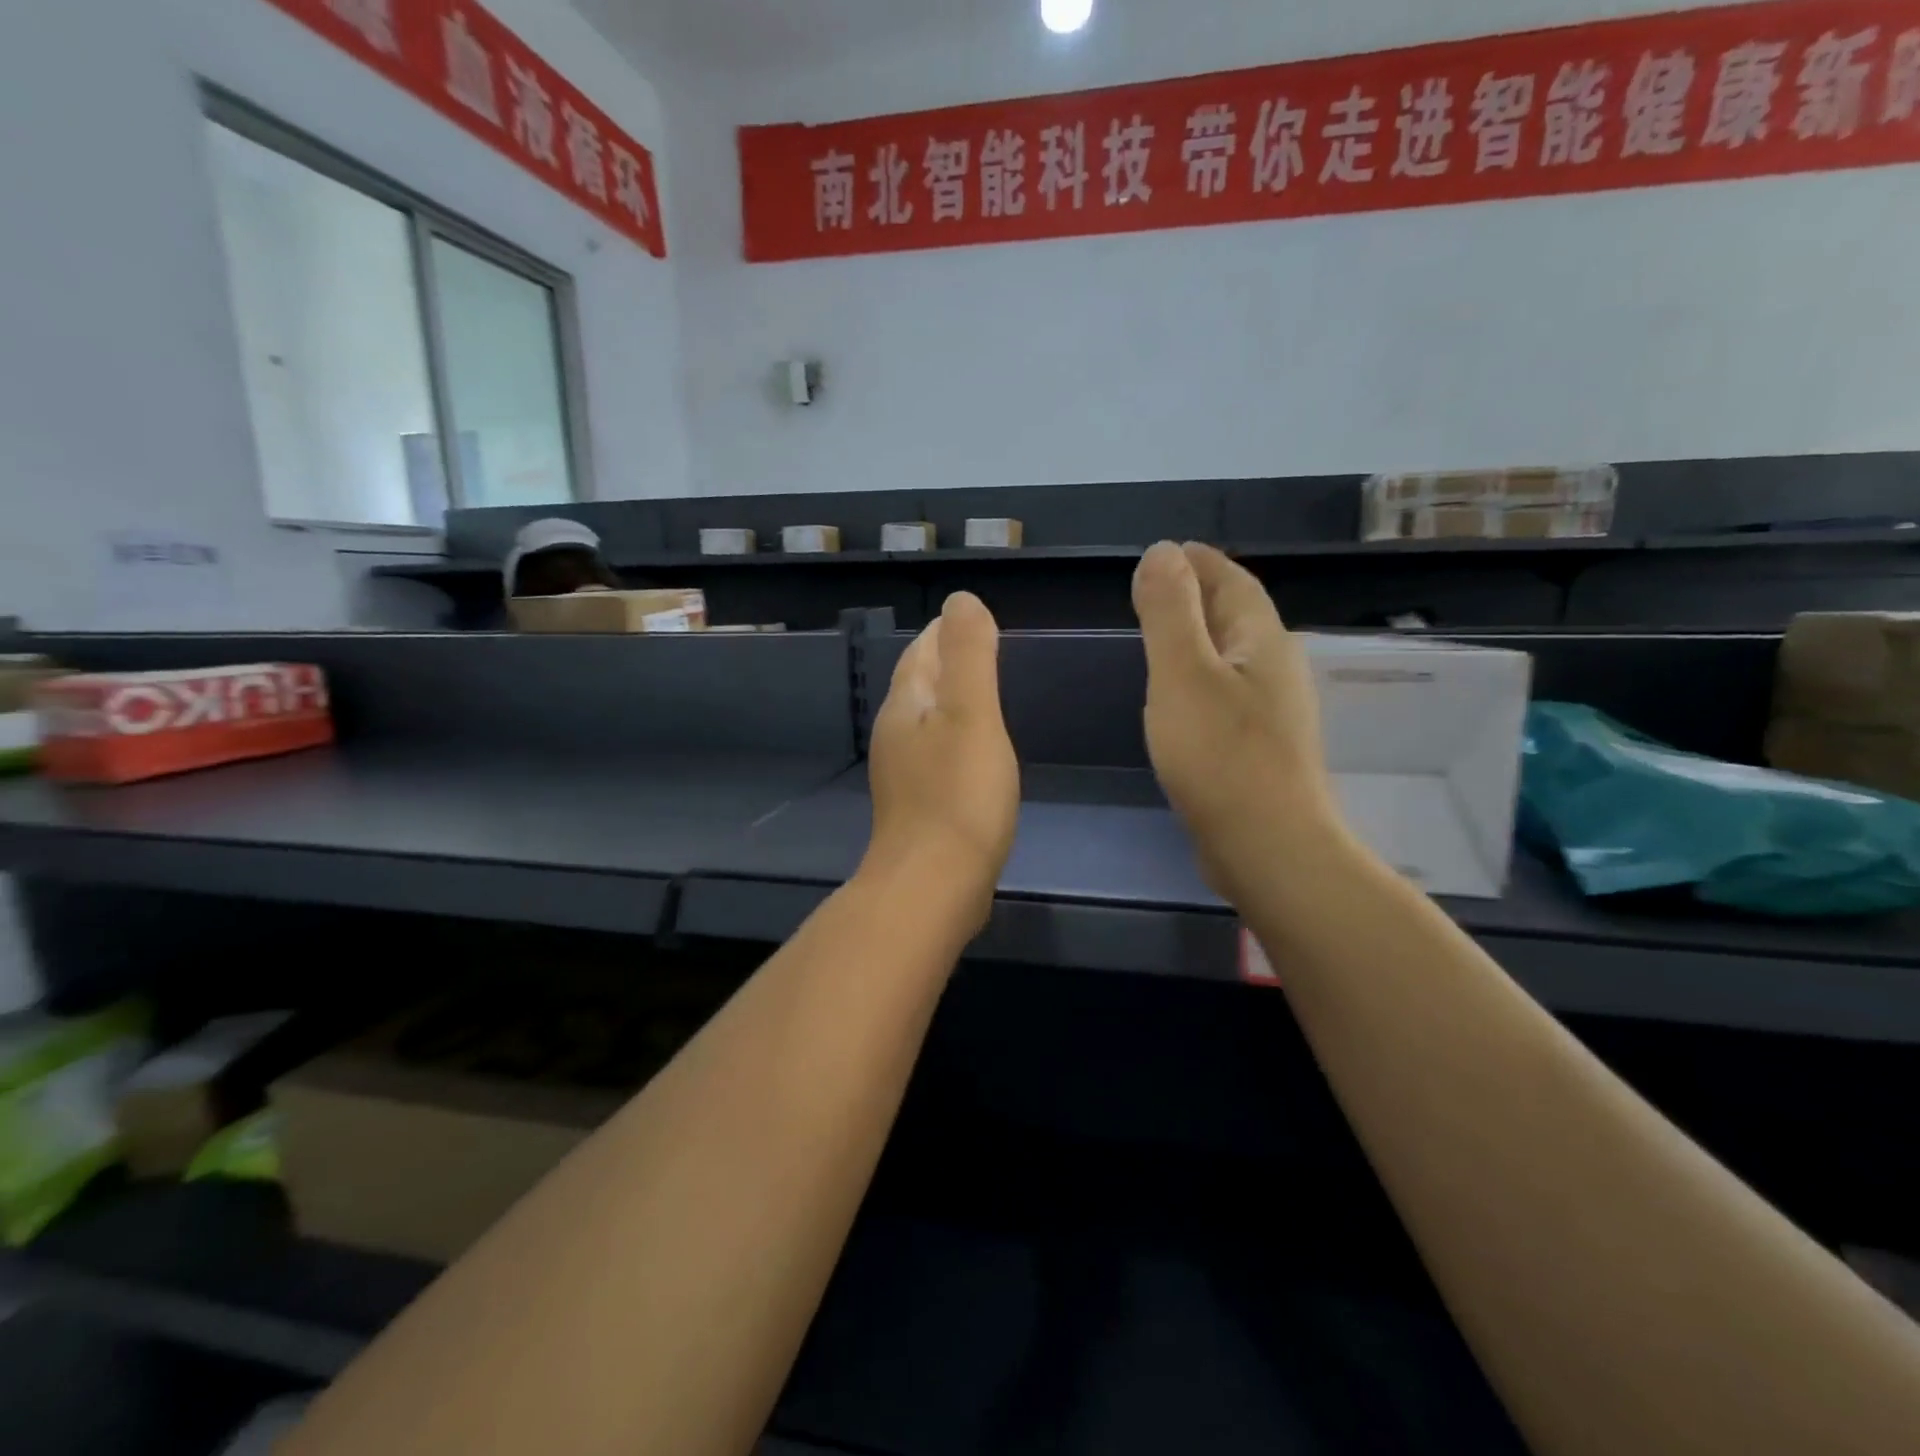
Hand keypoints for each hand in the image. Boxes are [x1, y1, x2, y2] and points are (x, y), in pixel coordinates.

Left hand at [863, 592, 1019, 928]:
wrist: (933, 886)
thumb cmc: (959, 795)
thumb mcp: (972, 714)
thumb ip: (969, 655)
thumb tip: (961, 601)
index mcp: (906, 706)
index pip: (921, 652)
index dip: (944, 632)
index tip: (970, 619)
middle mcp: (895, 735)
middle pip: (918, 684)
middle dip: (944, 662)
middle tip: (980, 649)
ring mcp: (902, 774)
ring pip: (925, 721)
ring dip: (948, 701)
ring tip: (979, 695)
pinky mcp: (916, 807)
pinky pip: (935, 756)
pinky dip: (953, 739)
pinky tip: (973, 754)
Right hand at [1131, 542, 1343, 898]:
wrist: (1268, 847)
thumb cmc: (1220, 755)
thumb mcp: (1183, 673)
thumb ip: (1170, 611)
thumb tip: (1162, 551)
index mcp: (1261, 640)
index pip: (1232, 581)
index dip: (1200, 562)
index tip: (1169, 551)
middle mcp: (1276, 668)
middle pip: (1238, 615)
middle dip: (1201, 595)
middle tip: (1158, 590)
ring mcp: (1274, 711)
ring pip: (1234, 656)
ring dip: (1202, 638)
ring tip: (1164, 638)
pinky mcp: (1262, 748)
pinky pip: (1229, 692)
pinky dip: (1203, 678)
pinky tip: (1183, 698)